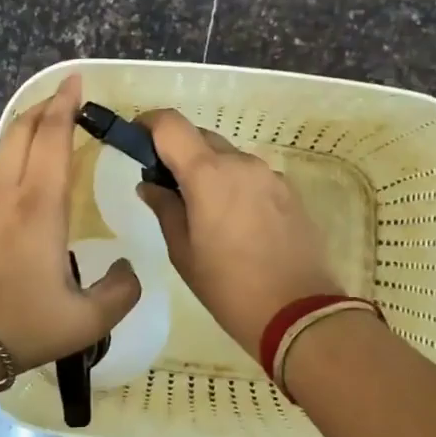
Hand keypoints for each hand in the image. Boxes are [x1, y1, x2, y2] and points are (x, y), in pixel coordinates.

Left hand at [0, 74, 141, 384]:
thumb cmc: (21, 325)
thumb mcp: (87, 320)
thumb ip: (120, 292)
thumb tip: (129, 268)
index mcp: (43, 206)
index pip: (54, 138)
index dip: (66, 106)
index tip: (76, 82)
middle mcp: (9, 193)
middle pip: (24, 134)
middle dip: (45, 108)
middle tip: (64, 97)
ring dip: (17, 128)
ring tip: (33, 117)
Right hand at [134, 109, 341, 357]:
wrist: (299, 313)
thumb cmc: (229, 286)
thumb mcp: (183, 252)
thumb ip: (164, 208)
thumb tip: (150, 185)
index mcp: (208, 173)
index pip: (171, 124)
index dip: (148, 124)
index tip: (136, 140)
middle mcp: (240, 163)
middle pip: (201, 138)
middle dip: (179, 153)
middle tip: (168, 188)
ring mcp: (269, 175)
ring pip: (229, 158)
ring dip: (210, 171)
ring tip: (205, 213)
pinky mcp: (290, 191)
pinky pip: (252, 177)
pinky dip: (236, 186)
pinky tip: (237, 223)